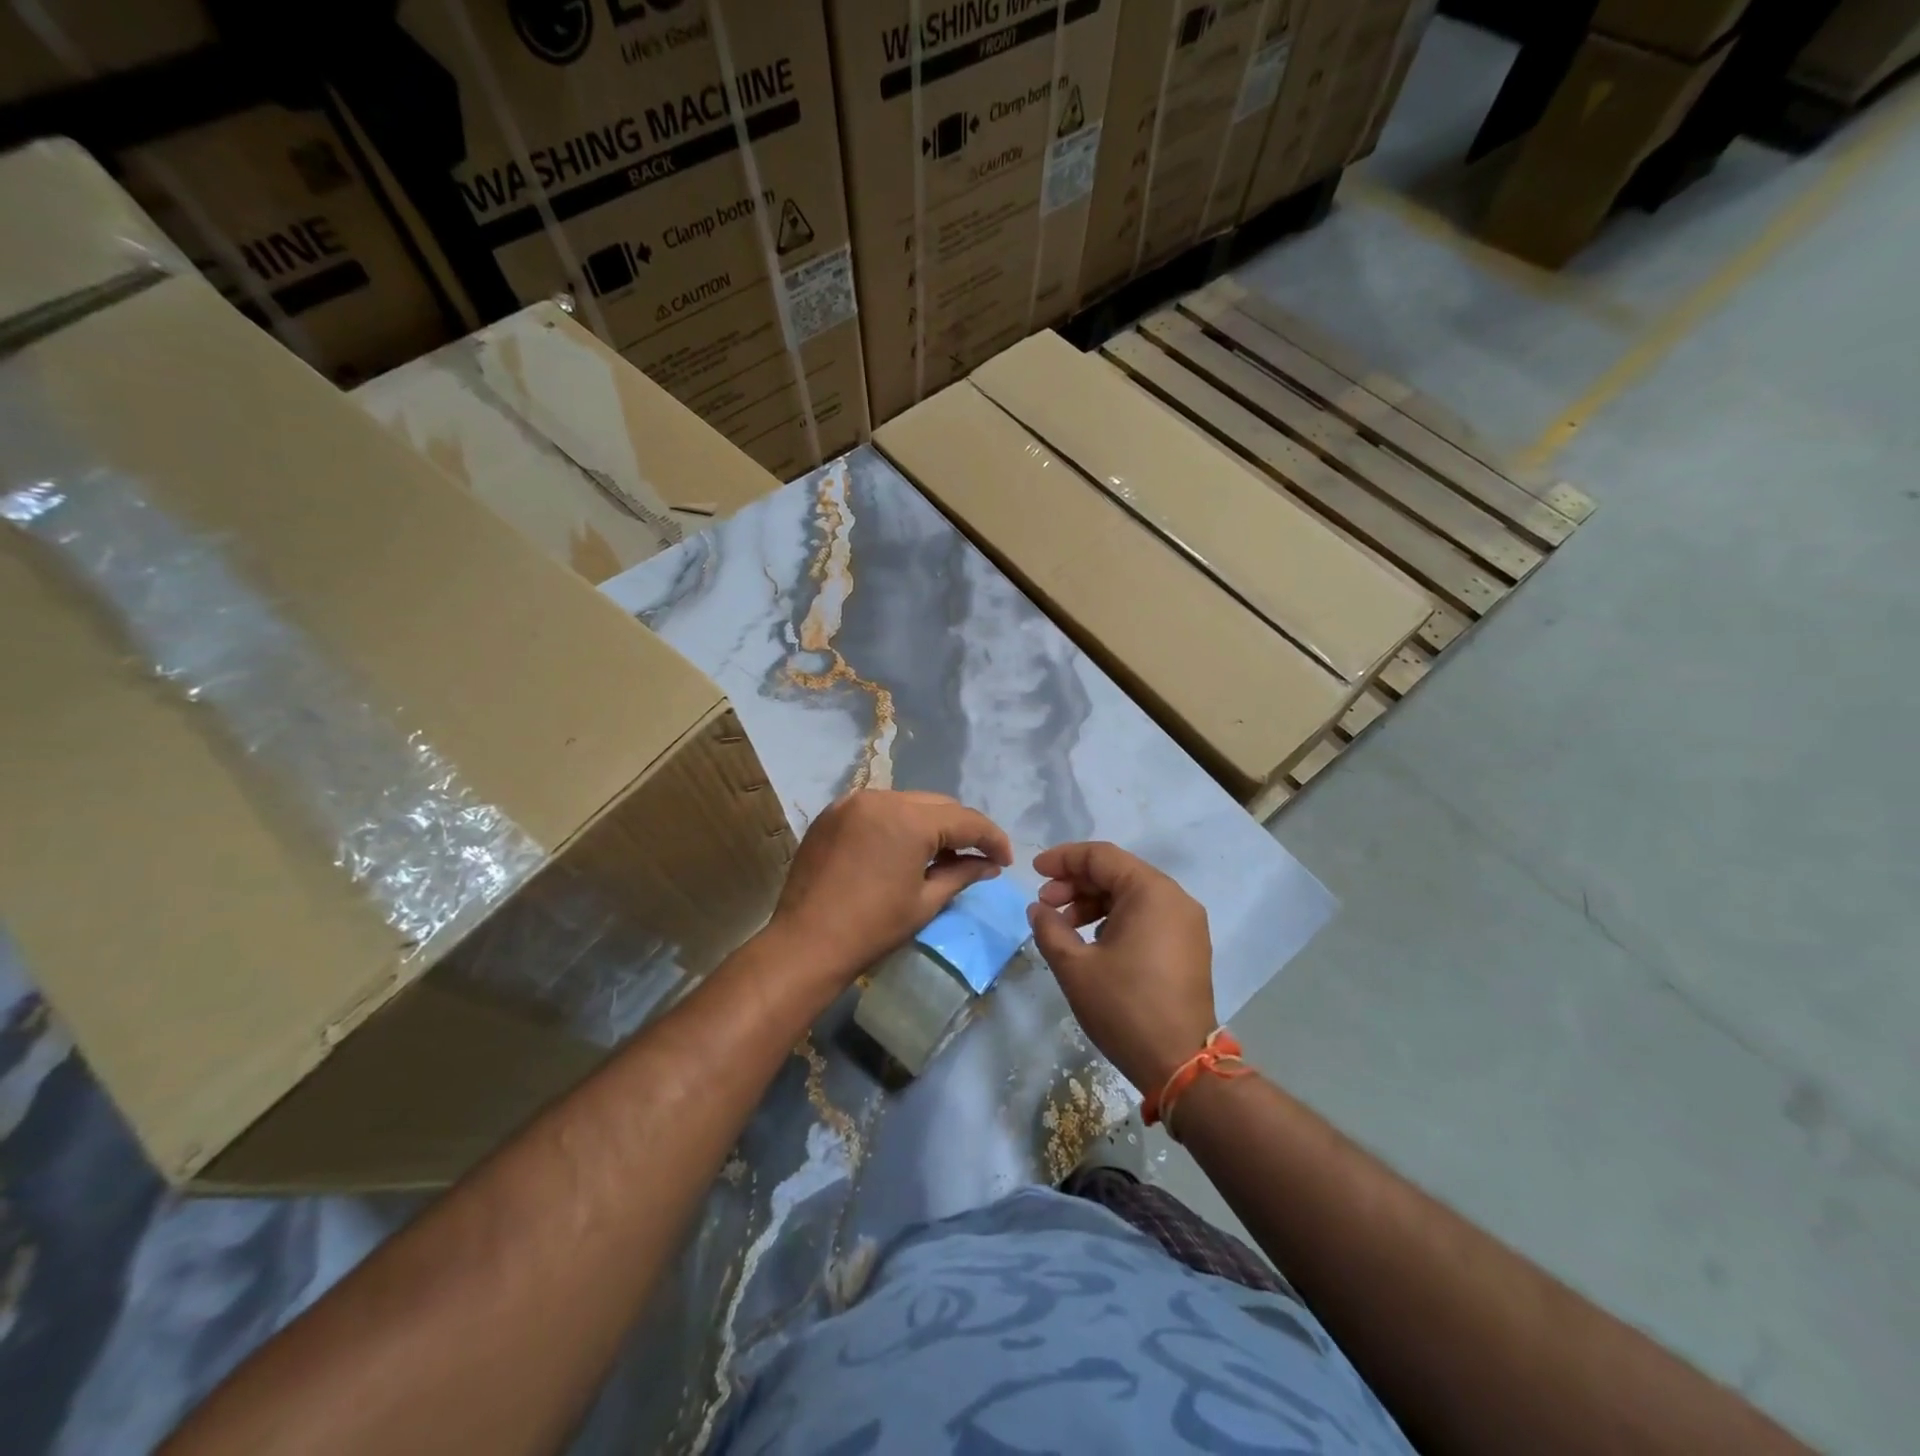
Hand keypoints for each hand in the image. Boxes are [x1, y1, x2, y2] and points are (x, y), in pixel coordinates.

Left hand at [767, 789, 1012, 991]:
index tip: (1005, 860)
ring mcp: (852, 802)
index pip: (965, 819)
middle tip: (977, 857)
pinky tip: (901, 849)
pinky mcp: (832, 813)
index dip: (991, 838)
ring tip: (940, 854)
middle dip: (961, 828)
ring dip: (928, 824)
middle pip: (937, 805)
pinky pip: (877, 809)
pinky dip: (896, 824)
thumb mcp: (926, 902)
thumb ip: (962, 874)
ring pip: (907, 803)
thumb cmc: (872, 928)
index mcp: (910, 820)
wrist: (805, 943)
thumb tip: (989, 865)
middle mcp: (882, 798)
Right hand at [1027, 841, 1217, 1094]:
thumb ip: (1050, 928)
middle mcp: (1175, 898)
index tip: (1034, 872)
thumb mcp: (1075, 967)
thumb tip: (1039, 909)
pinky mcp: (1189, 946)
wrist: (1181, 1065)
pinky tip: (1093, 941)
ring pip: (1132, 895)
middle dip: (1076, 883)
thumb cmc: (1124, 1008)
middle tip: (1045, 904)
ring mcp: (1186, 923)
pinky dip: (1116, 918)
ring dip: (1094, 903)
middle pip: (1118, 872)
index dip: (1063, 859)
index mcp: (1151, 892)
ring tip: (1064, 926)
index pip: (1101, 857)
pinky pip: (1147, 916)